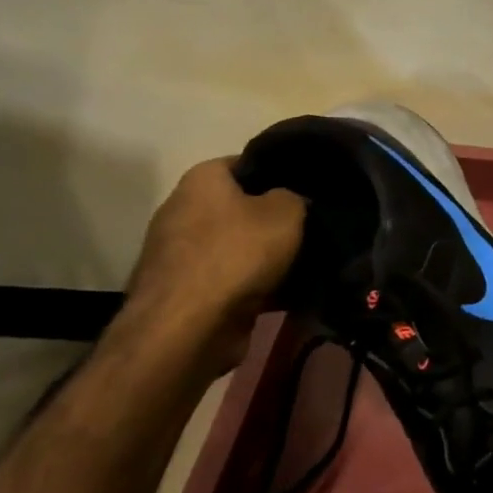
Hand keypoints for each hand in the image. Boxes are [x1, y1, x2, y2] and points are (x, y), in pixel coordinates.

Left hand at [125, 158, 304, 354]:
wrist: (189, 329)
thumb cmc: (237, 254)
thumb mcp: (287, 212)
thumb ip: (296, 197)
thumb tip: (293, 202)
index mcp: (202, 180)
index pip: (247, 163)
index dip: (280, 172)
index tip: (308, 188)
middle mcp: (183, 210)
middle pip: (241, 207)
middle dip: (274, 219)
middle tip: (313, 226)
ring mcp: (180, 254)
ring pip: (238, 246)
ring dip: (267, 257)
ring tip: (307, 263)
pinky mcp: (185, 292)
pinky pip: (230, 280)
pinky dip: (255, 286)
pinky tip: (288, 293)